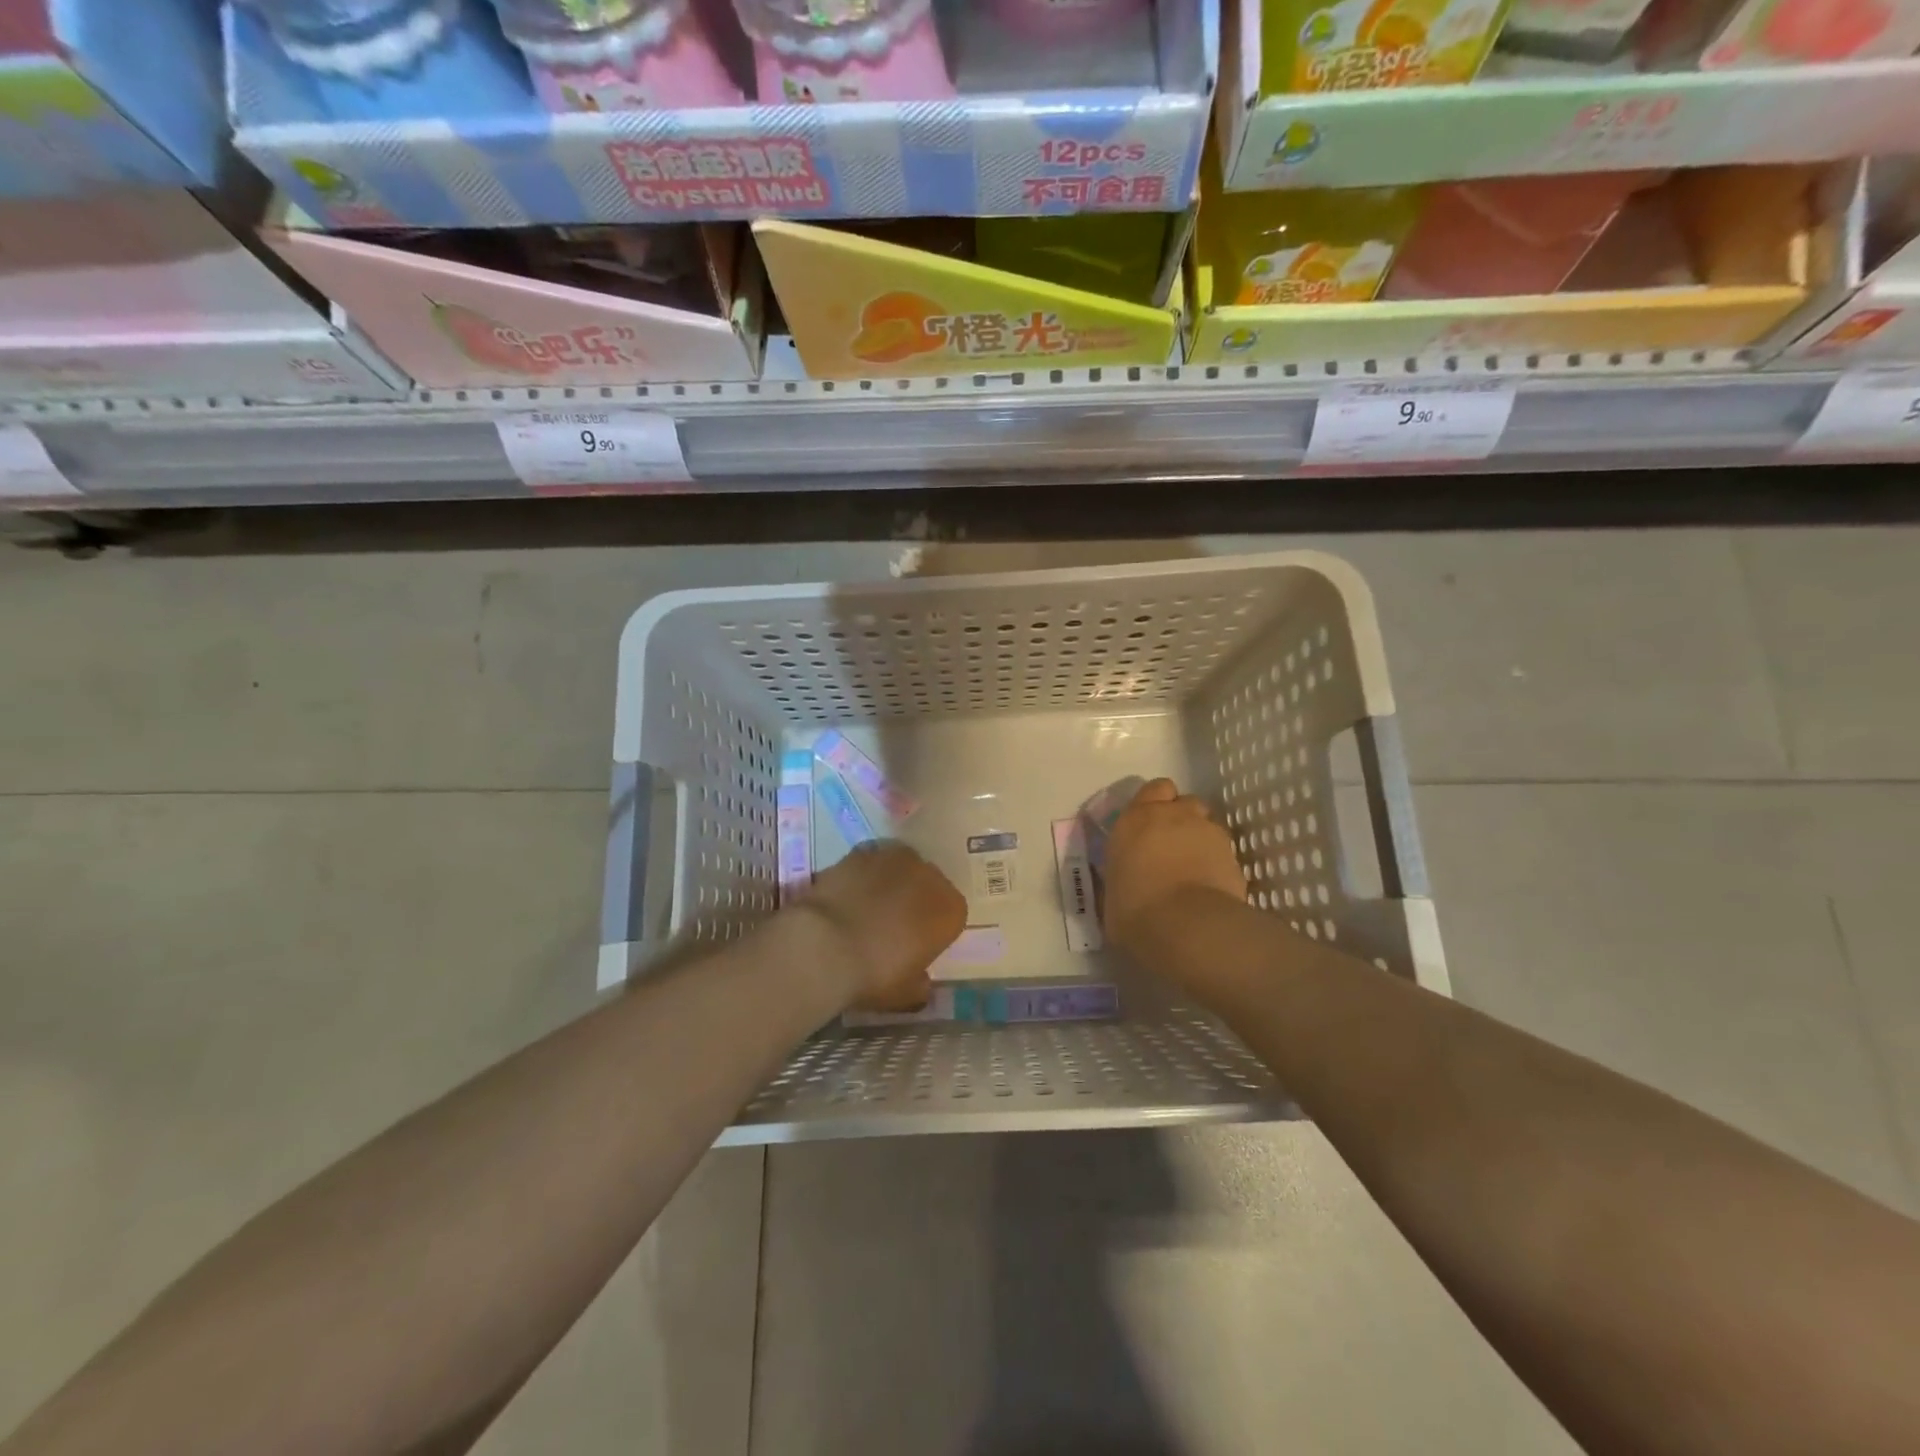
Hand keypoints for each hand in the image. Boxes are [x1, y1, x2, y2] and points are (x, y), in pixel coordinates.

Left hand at [795, 843, 966, 1011]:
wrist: (825, 945)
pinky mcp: (862, 851)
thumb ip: (919, 983)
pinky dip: (863, 876)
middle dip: (914, 901)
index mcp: (951, 910)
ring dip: (890, 883)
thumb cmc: (875, 973)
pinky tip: (848, 895)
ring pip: (900, 869)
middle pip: (928, 885)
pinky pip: (870, 863)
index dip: (934, 930)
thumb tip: (920, 980)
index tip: (917, 945)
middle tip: (892, 926)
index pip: (952, 915)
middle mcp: (930, 876)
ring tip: (867, 908)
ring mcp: (895, 858)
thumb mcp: (905, 994)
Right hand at [1101, 778, 1246, 953]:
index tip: (1148, 827)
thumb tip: (1123, 883)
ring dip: (1200, 839)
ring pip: (1207, 824)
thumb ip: (1120, 877)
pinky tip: (1209, 888)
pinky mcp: (1234, 857)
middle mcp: (1174, 816)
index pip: (1153, 789)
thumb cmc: (1136, 911)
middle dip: (1180, 818)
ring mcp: (1209, 833)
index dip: (1154, 805)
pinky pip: (1224, 852)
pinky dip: (1217, 863)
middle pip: (1184, 802)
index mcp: (1136, 819)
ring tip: (1193, 869)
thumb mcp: (1111, 896)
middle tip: (1170, 847)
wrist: (1188, 928)